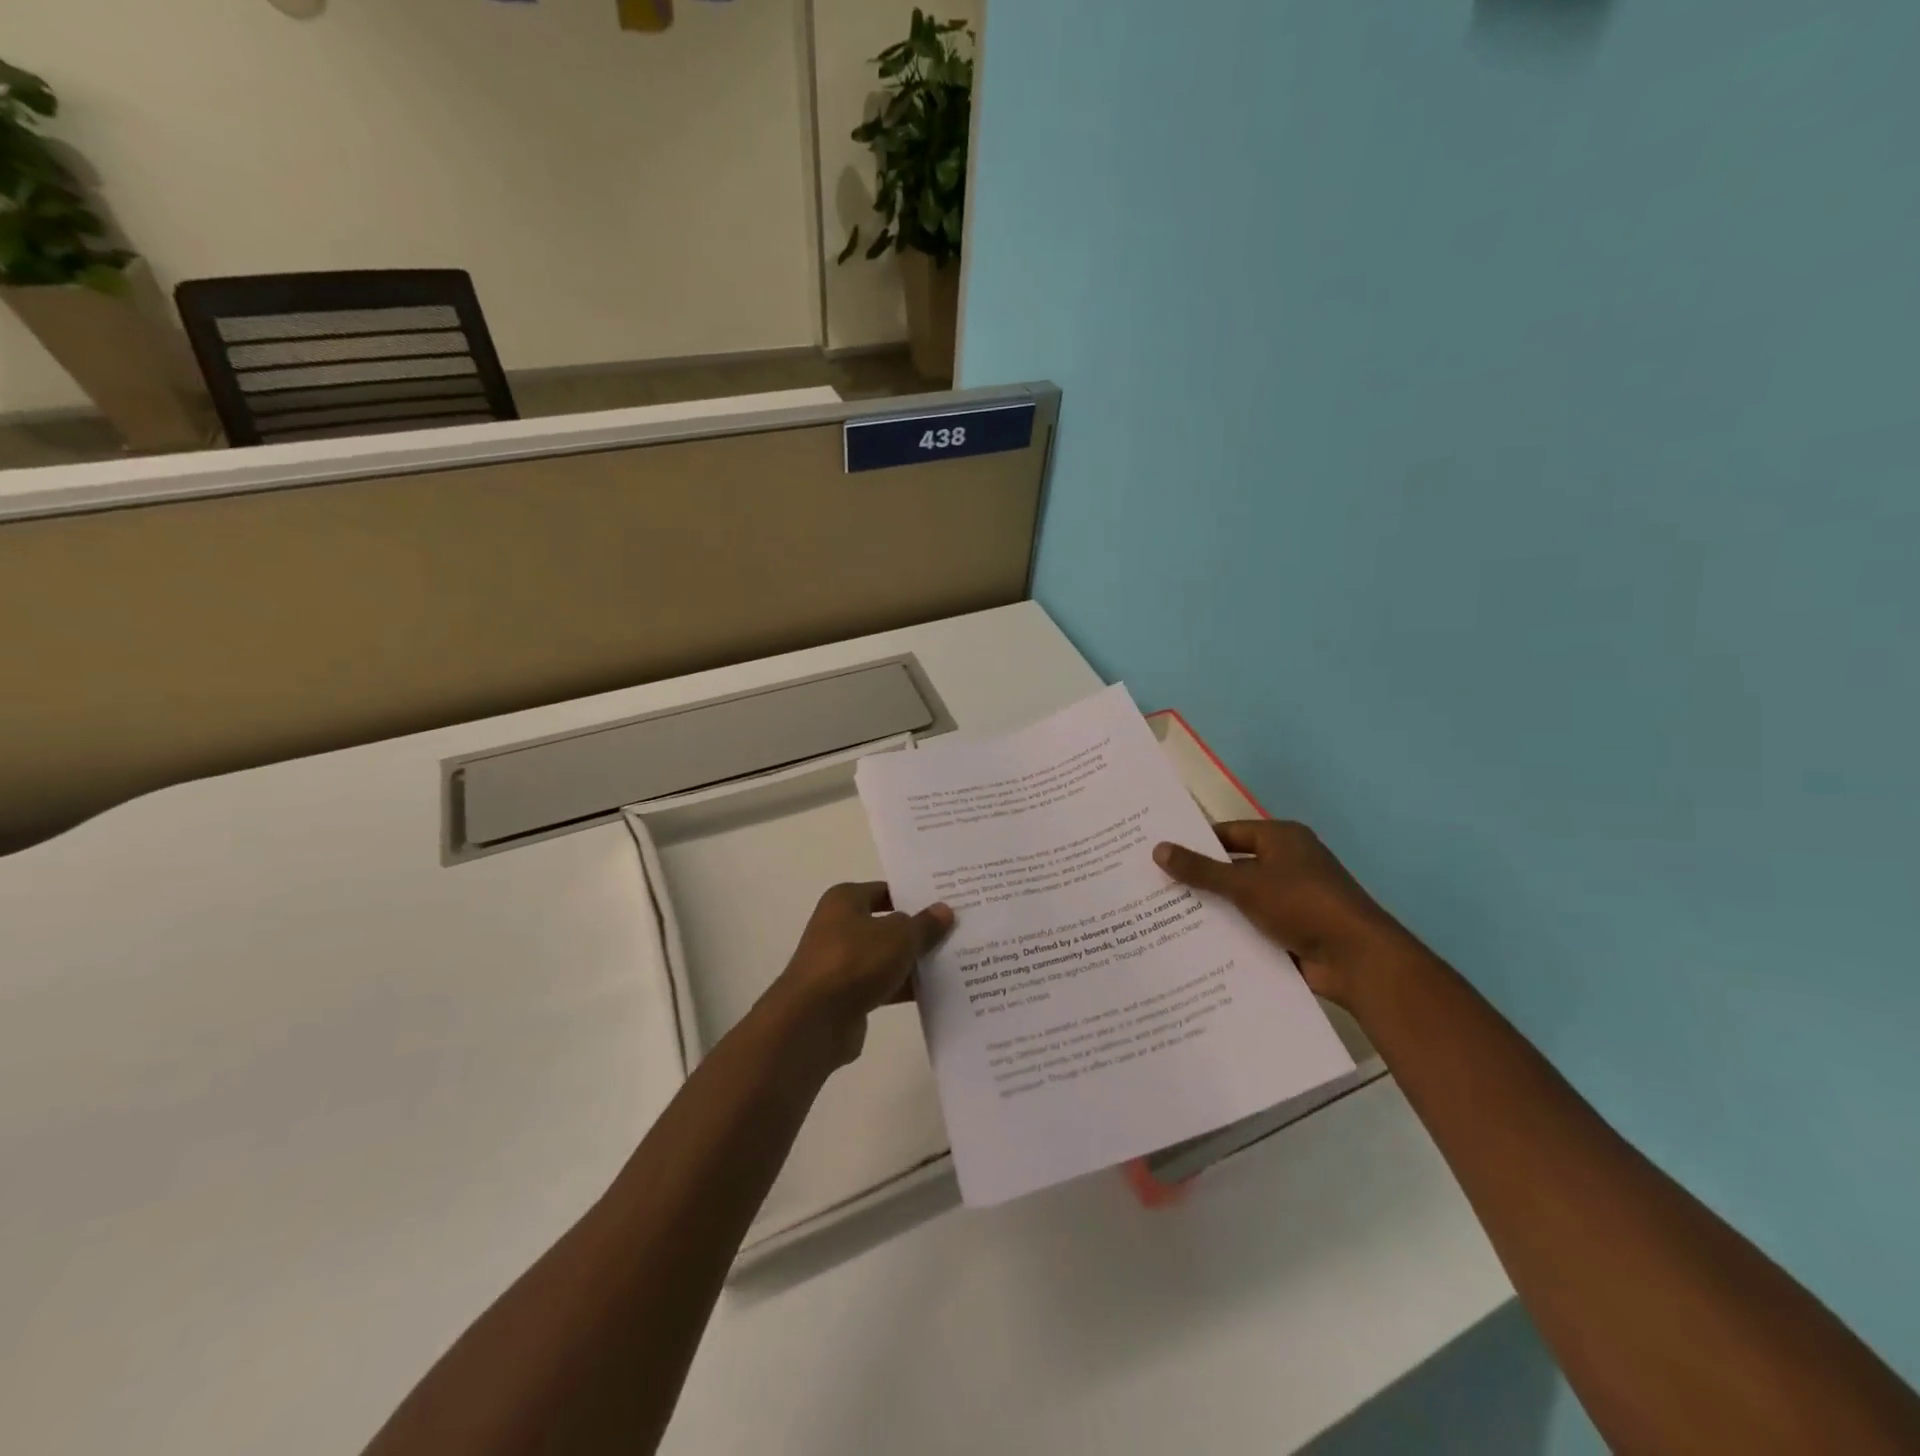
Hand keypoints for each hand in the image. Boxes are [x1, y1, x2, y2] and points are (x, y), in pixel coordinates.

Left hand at [767, 882, 953, 1065]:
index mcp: (845, 901)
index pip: (885, 890)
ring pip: (886, 956)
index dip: (914, 895)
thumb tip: (943, 910)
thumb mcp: (899, 936)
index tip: (946, 901)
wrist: (814, 1020)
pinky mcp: (847, 995)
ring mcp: (842, 963)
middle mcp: (839, 927)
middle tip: (957, 930)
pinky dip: (903, 987)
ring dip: (913, 961)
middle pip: (887, 924)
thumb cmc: (855, 961)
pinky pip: (883, 984)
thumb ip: (924, 924)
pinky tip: (936, 991)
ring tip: (955, 961)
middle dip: (918, 930)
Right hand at [1153, 821, 1412, 1009]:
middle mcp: (1288, 864)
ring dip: (1214, 910)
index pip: (1228, 833)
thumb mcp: (1245, 883)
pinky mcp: (1294, 931)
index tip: (1160, 855)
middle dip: (1199, 880)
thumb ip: (1200, 869)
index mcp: (1282, 839)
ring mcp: (1293, 900)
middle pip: (1233, 867)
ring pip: (1241, 900)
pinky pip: (1254, 926)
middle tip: (1155, 887)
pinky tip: (1197, 945)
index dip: (1195, 843)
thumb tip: (1158, 849)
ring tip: (1165, 918)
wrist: (1358, 959)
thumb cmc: (1302, 904)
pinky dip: (1232, 933)